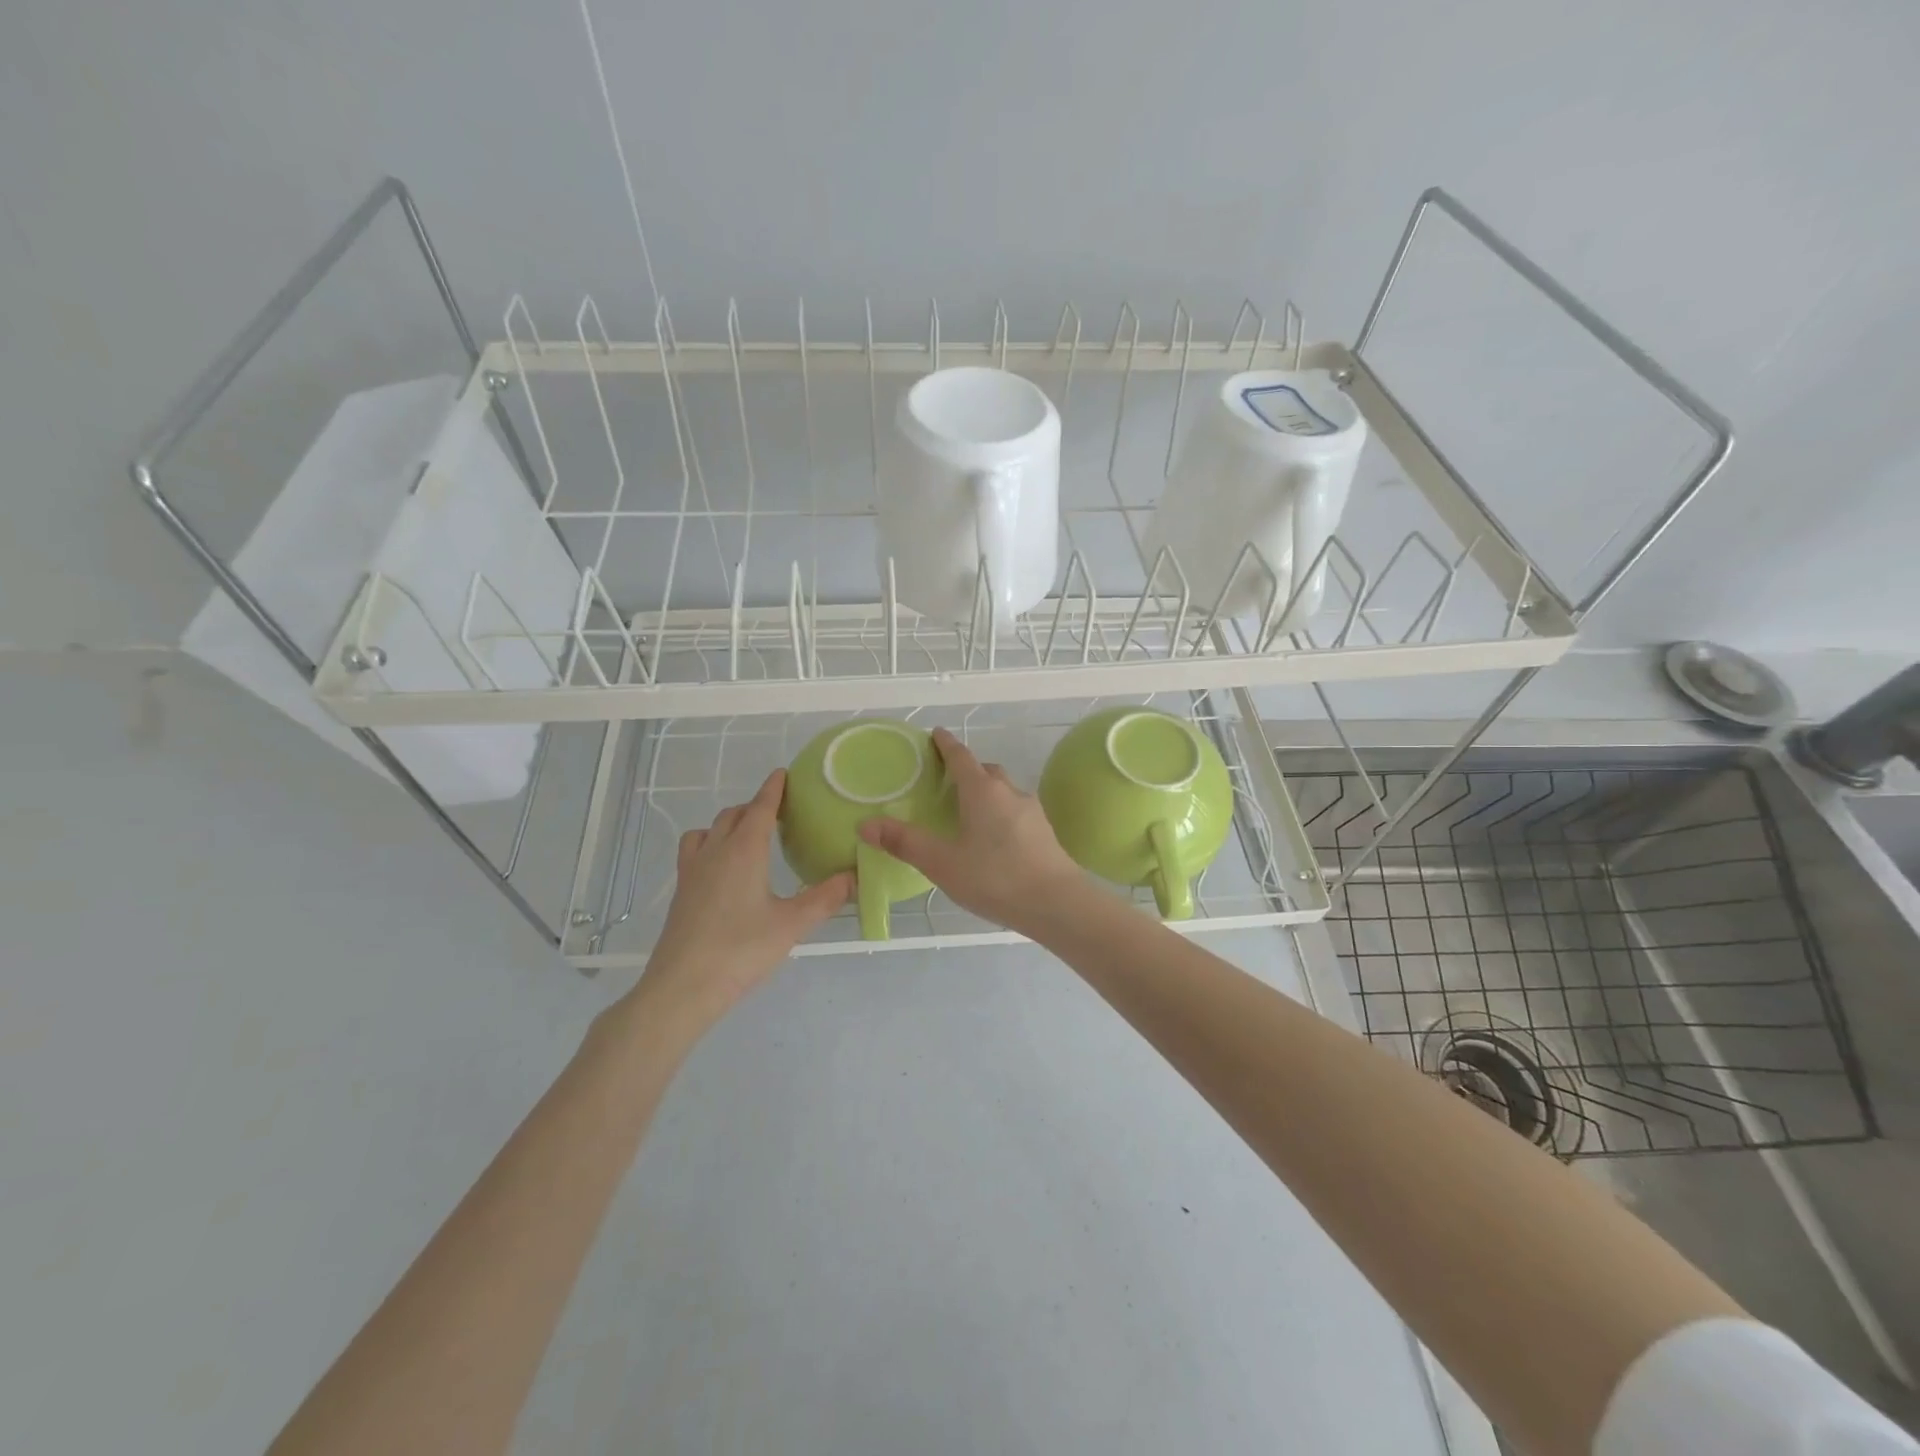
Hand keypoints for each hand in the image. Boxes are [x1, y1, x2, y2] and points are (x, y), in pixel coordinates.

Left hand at [640, 770, 850, 1017]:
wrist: (682, 988)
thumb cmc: (741, 950)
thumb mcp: (792, 925)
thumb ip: (826, 898)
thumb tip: (855, 876)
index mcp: (744, 851)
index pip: (760, 808)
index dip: (773, 789)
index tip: (783, 773)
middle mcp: (715, 852)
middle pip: (732, 815)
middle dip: (754, 806)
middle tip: (777, 812)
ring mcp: (692, 872)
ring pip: (708, 831)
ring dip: (728, 824)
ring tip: (747, 837)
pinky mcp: (681, 893)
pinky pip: (694, 851)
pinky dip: (710, 845)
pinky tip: (723, 870)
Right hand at [857, 727, 1083, 936]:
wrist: (1057, 903)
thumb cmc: (995, 877)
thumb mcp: (942, 863)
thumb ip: (904, 842)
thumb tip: (865, 824)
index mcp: (982, 791)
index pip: (961, 757)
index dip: (946, 744)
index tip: (936, 734)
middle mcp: (1009, 792)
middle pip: (985, 771)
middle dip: (966, 770)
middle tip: (946, 782)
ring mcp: (1031, 811)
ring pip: (1004, 791)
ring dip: (986, 793)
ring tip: (967, 813)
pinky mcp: (1044, 832)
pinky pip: (1016, 811)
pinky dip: (1000, 814)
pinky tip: (993, 839)